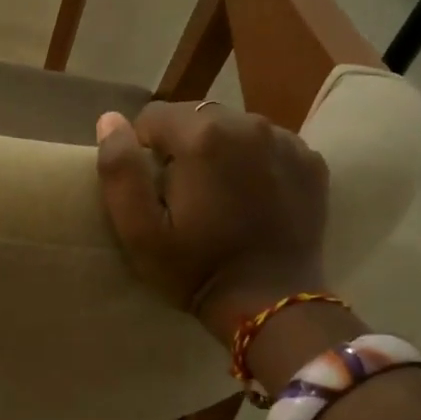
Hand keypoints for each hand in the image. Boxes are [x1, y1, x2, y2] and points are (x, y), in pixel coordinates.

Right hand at [95, 102, 329, 340]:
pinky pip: (268, 144)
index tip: (152, 190)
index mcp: (202, 136)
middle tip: (183, 196)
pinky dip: (254, 162)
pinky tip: (252, 198)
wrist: (271, 303)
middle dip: (182, 147)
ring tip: (219, 197)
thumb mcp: (140, 231)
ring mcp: (286, 140)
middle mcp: (248, 124)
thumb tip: (109, 120)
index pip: (153, 116)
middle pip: (195, 117)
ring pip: (233, 127)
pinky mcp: (311, 160)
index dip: (143, 151)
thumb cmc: (196, 268)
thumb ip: (119, 171)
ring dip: (219, 151)